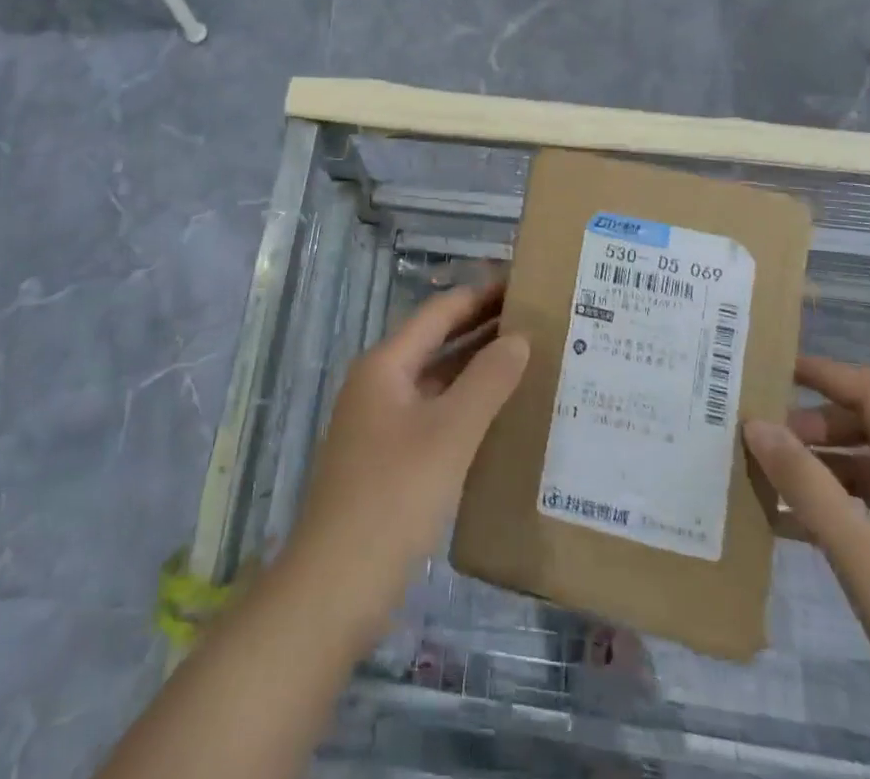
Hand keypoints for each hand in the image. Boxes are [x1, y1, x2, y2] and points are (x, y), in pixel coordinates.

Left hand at [284, 280, 529, 644]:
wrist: (333, 588)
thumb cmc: (392, 497)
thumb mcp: (449, 434)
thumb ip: (487, 381)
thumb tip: (520, 337)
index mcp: (385, 365)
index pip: (439, 313)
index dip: (480, 294)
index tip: (522, 281)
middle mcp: (379, 385)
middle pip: (436, 343)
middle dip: (482, 328)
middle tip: (536, 319)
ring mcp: (380, 425)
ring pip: (436, 382)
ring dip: (476, 369)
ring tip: (529, 360)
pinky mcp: (388, 461)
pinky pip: (434, 416)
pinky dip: (466, 407)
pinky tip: (500, 417)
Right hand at [745, 357, 869, 778]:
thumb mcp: (862, 556)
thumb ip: (807, 486)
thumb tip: (756, 423)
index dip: (826, 373)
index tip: (771, 371)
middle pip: (867, 429)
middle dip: (812, 425)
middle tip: (761, 441)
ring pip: (864, 473)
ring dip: (815, 469)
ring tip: (762, 480)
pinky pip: (867, 514)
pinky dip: (828, 509)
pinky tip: (787, 529)